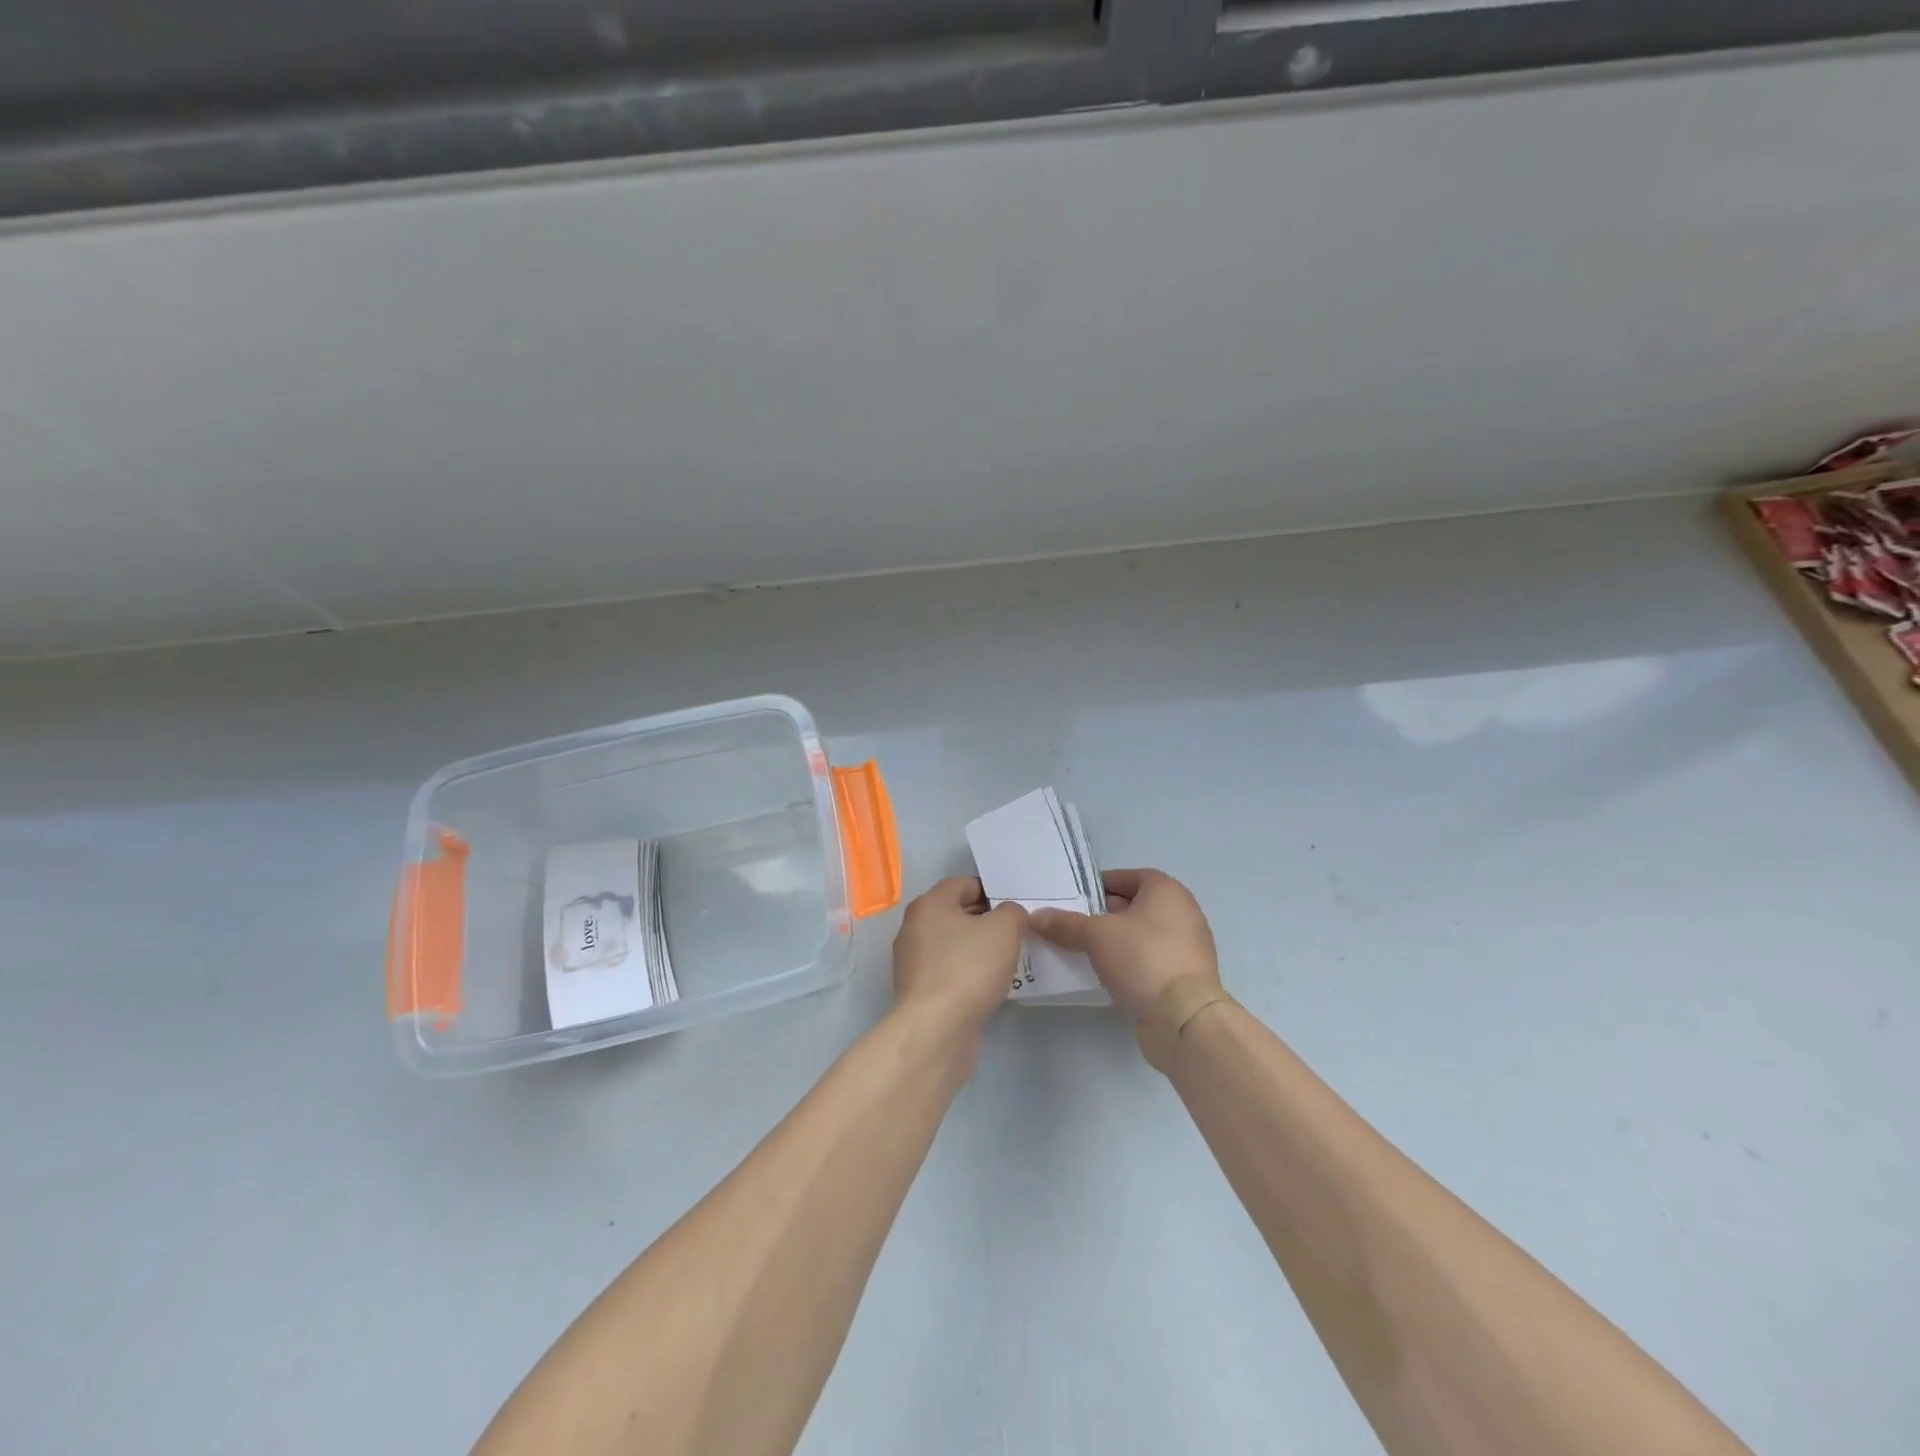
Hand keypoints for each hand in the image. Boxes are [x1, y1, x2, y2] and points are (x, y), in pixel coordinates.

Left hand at [891, 877, 1028, 1030]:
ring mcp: (912, 961)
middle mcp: (914, 927)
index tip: (1015, 909)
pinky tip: (988, 986)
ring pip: (952, 944)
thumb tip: (1009, 915)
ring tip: (1006, 961)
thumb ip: (1012, 912)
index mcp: (929, 904)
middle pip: (956, 914)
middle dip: (986, 921)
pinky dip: (967, 973)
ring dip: (977, 949)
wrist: (937, 1028)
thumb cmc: (969, 967)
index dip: (992, 891)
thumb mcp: (1004, 929)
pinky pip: (948, 971)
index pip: (964, 884)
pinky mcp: (918, 991)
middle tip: (1016, 934)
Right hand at [1030, 869, 1217, 1019]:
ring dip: (1118, 940)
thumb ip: (1065, 924)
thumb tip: (1035, 917)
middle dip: (1105, 914)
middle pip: (1136, 905)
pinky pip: (1152, 959)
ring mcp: (1190, 945)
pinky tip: (1109, 974)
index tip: (1076, 899)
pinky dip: (1132, 962)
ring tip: (1086, 951)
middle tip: (1075, 925)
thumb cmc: (1142, 958)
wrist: (1184, 1017)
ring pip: (1144, 934)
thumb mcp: (1095, 936)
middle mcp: (1184, 911)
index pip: (1128, 877)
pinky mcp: (1188, 976)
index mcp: (1166, 891)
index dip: (1100, 884)